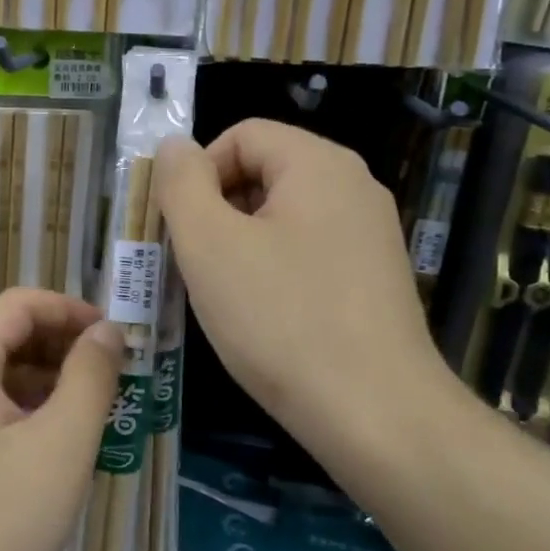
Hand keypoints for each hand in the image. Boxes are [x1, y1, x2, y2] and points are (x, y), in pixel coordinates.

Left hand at [0, 289, 122, 550]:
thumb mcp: (60, 447)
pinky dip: (17, 413)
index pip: (20, 303)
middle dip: (59, 346)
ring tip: (87, 416)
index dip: (73, 311)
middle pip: (2, 334)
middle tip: (110, 379)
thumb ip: (89, 378)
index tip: (117, 339)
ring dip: (41, 382)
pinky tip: (47, 451)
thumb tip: (106, 330)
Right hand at [155, 120, 455, 458]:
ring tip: (222, 295)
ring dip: (239, 244)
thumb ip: (181, 183)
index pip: (241, 135)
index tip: (178, 227)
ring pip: (281, 217)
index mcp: (319, 164)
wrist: (375, 415)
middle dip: (216, 210)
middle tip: (192, 264)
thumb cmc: (281, 319)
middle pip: (263, 172)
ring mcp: (371, 234)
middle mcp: (354, 187)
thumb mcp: (209, 244)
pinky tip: (262, 317)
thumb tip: (174, 147)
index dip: (197, 172)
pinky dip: (272, 270)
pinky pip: (307, 252)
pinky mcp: (374, 278)